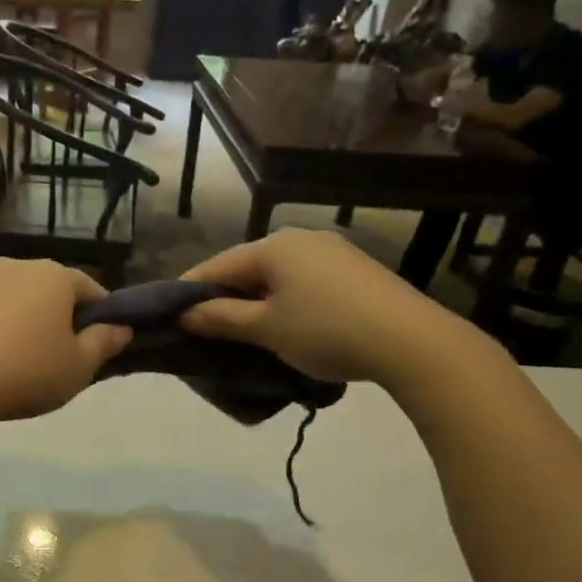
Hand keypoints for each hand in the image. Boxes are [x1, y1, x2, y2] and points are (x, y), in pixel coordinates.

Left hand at [0, 259, 131, 425]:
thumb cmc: (26, 373)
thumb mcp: (79, 367)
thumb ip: (104, 343)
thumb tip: (121, 328)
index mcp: (54, 275)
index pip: (91, 289)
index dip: (100, 318)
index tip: (98, 346)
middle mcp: (17, 267)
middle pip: (52, 291)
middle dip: (61, 318)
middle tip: (62, 358)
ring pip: (18, 300)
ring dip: (27, 322)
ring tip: (24, 362)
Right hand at [178, 229, 477, 385]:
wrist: (411, 342)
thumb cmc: (326, 330)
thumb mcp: (265, 328)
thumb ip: (220, 318)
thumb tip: (184, 314)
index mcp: (273, 246)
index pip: (216, 266)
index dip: (189, 292)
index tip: (169, 318)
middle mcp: (300, 239)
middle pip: (246, 269)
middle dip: (222, 300)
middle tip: (204, 333)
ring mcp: (331, 253)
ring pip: (275, 278)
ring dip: (254, 304)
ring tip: (241, 336)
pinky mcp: (353, 272)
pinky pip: (302, 284)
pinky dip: (283, 304)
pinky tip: (284, 328)